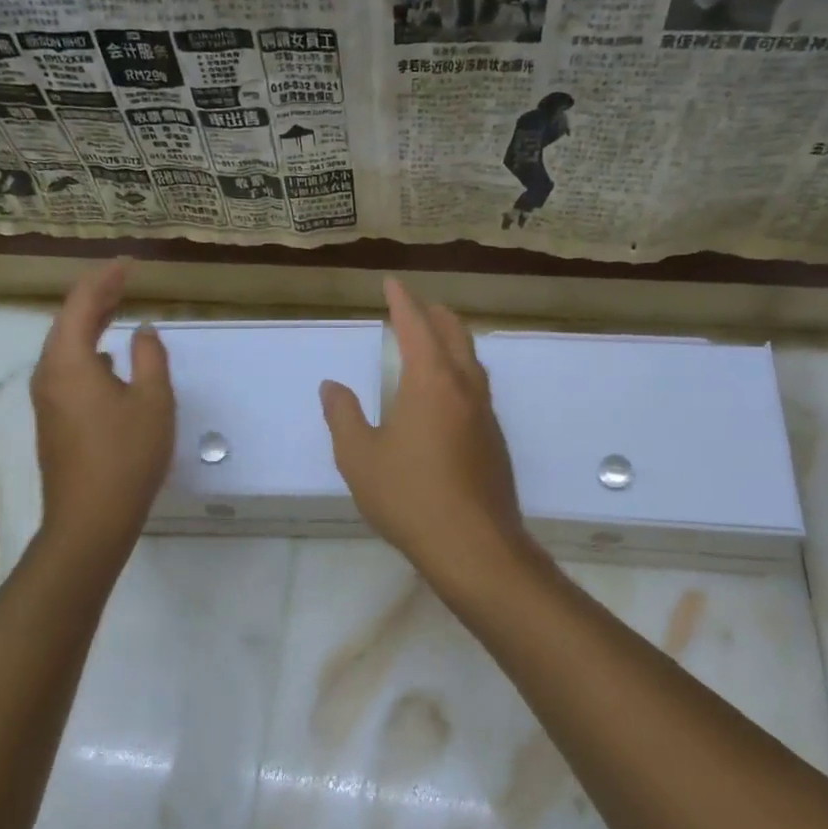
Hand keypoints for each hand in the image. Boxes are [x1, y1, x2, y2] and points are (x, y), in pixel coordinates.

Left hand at [30, 260, 173, 548]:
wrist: (90, 520)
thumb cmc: (126, 456)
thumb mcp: (153, 402)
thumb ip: (149, 357)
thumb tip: (142, 331)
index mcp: (69, 361)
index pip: (82, 304)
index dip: (105, 279)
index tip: (129, 263)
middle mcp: (49, 374)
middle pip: (67, 322)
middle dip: (96, 297)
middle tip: (123, 279)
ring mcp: (48, 400)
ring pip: (66, 348)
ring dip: (90, 324)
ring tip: (117, 309)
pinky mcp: (54, 421)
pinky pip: (68, 370)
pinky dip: (89, 351)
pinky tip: (108, 361)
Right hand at [320, 279, 540, 592]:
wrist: (474, 546)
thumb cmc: (409, 496)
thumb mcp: (359, 457)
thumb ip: (343, 416)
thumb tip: (332, 386)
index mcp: (431, 381)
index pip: (416, 326)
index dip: (402, 301)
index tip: (392, 283)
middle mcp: (465, 387)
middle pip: (454, 334)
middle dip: (434, 314)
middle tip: (415, 305)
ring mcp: (486, 414)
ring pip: (472, 361)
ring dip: (452, 341)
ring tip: (433, 340)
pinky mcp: (495, 440)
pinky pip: (477, 388)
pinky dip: (460, 371)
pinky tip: (447, 394)